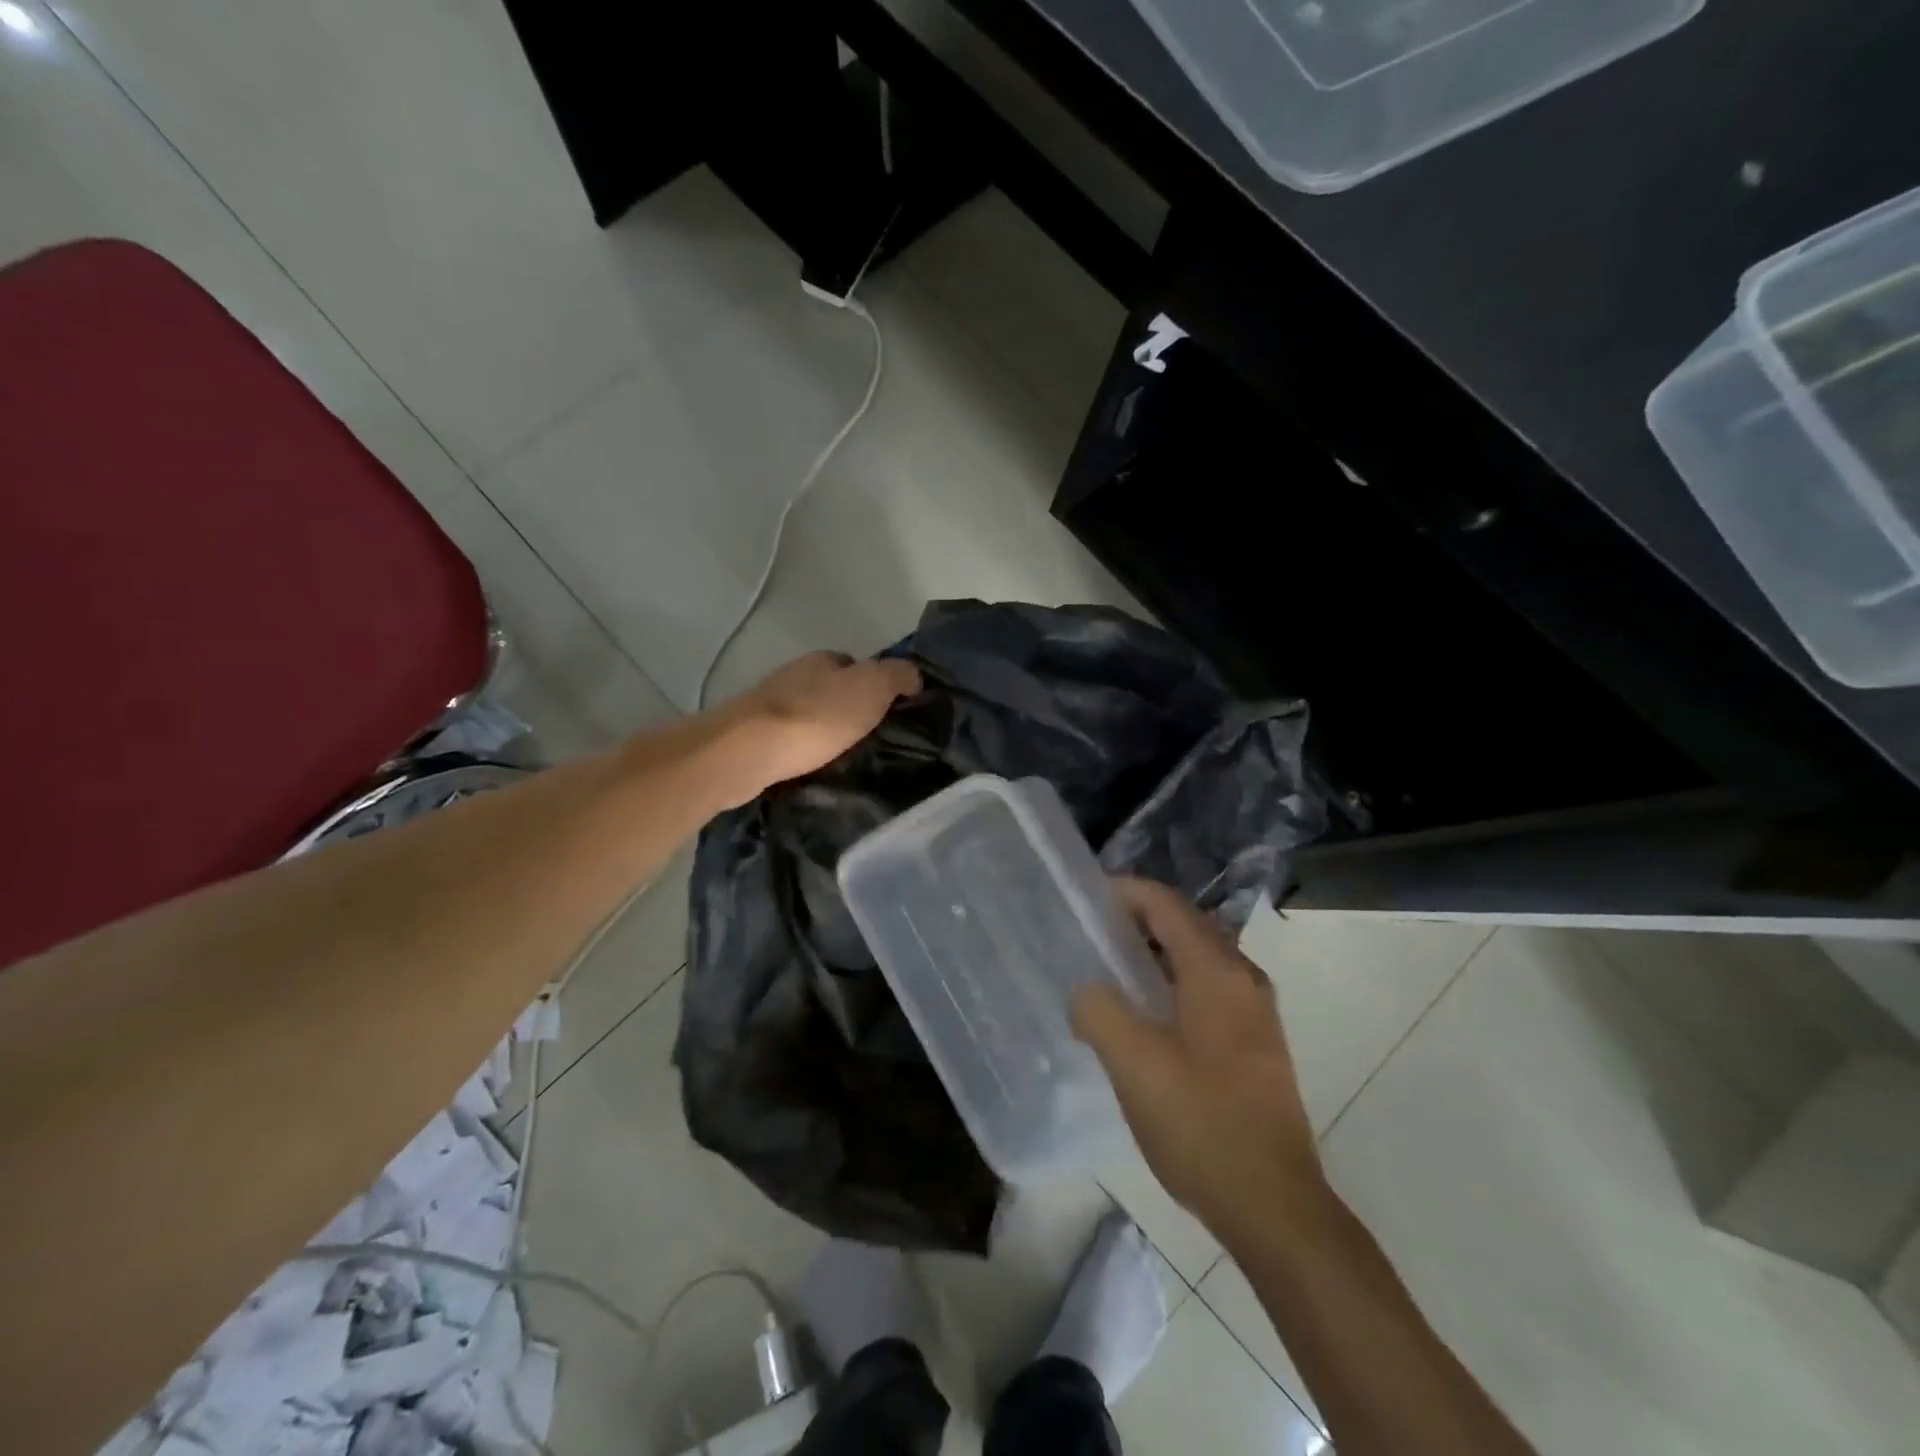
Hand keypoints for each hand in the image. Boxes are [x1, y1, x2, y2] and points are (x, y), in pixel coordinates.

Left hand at [713, 651, 921, 802]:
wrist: (749, 750)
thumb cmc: (816, 716)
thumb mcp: (872, 687)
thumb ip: (897, 676)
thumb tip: (914, 676)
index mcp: (823, 660)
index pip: (855, 665)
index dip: (875, 686)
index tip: (888, 714)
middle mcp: (794, 675)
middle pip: (831, 689)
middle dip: (848, 711)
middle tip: (870, 741)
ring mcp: (770, 705)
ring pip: (809, 714)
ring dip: (824, 731)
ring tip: (844, 759)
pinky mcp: (754, 735)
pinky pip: (790, 739)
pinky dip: (803, 749)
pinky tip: (813, 767)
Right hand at [1074, 878, 1325, 1237]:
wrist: (1274, 1205)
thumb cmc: (1201, 1124)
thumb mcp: (1133, 1064)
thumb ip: (1099, 1010)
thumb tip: (1087, 991)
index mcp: (1217, 971)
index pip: (1166, 904)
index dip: (1125, 892)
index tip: (1085, 898)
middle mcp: (1243, 978)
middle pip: (1185, 924)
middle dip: (1138, 919)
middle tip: (1090, 932)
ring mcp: (1255, 1011)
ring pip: (1198, 957)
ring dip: (1155, 952)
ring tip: (1109, 969)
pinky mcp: (1256, 1042)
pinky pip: (1208, 987)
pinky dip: (1173, 981)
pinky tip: (1145, 1014)